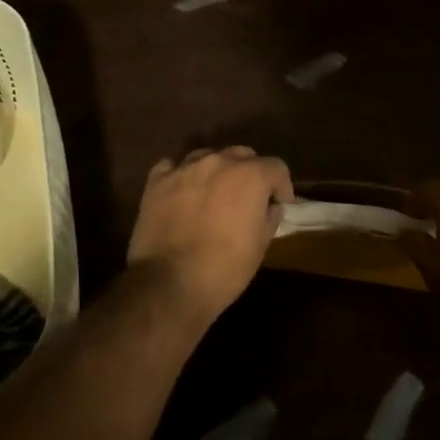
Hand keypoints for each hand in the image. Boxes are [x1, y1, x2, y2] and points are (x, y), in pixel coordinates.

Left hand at [127, 146, 293, 321]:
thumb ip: (269, 217)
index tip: (279, 203)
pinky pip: (174, 166)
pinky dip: (182, 175)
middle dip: (250, 173)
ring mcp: (185, 168)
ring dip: (217, 171)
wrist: (170, 284)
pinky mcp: (157, 181)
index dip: (281, 186)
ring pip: (208, 156)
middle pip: (242, 155)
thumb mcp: (260, 246)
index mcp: (250, 175)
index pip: (276, 167)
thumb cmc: (225, 269)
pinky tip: (183, 191)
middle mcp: (219, 162)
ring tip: (214, 193)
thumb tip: (270, 206)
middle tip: (247, 198)